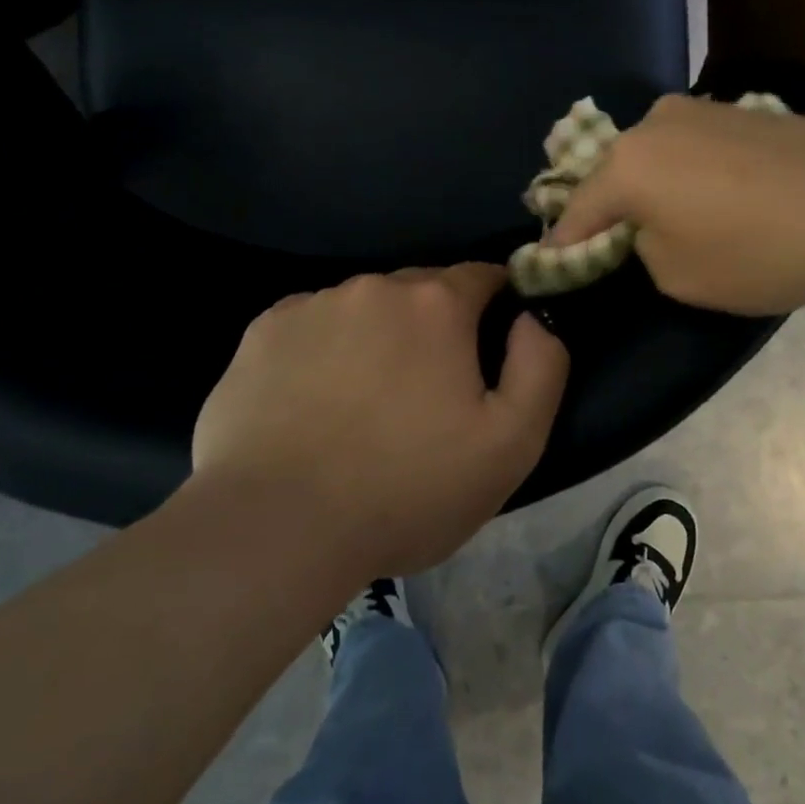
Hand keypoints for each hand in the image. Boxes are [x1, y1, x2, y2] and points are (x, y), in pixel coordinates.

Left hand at [188, 265, 568, 576]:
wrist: (278, 528)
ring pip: (363, 307)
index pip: (482, 276)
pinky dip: (322, 349)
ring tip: (365, 402)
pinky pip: (311, 326)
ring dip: (376, 336)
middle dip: (434, 324)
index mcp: (436, 303)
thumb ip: (541, 365)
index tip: (490, 344)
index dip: (495, 304)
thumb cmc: (407, 489)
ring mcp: (312, 304)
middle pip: (420, 291)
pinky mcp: (263, 331)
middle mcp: (374, 286)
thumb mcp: (511, 444)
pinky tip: (312, 402)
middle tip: (427, 389)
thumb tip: (531, 316)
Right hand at [546, 94, 804, 314]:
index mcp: (627, 164)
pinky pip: (694, 147)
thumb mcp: (682, 277)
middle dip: (610, 208)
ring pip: (656, 155)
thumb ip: (643, 251)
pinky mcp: (740, 110)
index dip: (564, 242)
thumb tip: (650, 229)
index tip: (551, 262)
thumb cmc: (761, 249)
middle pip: (615, 173)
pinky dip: (690, 173)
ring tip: (672, 219)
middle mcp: (653, 123)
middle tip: (613, 241)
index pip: (577, 209)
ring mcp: (700, 109)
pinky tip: (716, 197)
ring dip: (653, 187)